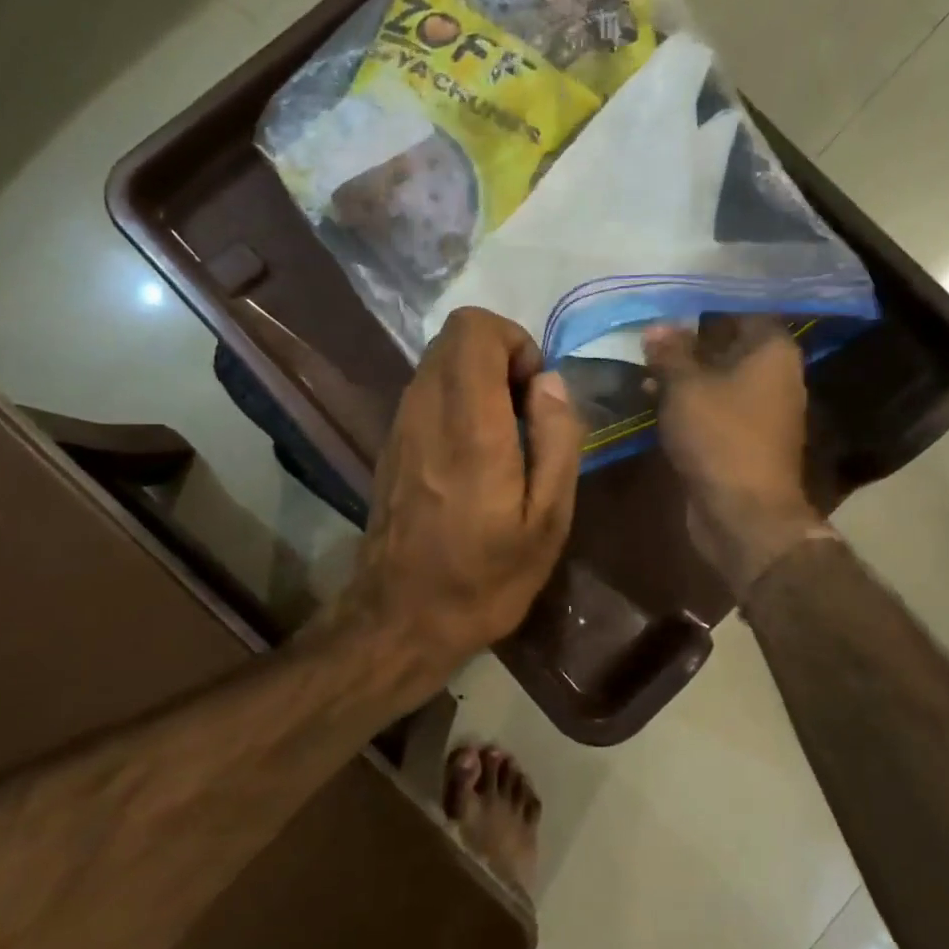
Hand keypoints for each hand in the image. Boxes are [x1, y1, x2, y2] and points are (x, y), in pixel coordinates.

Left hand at [342, 308, 584, 687]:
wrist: (401, 619)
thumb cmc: (485, 578)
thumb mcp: (548, 522)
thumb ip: (557, 440)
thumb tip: (550, 382)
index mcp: (470, 426)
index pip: (474, 329)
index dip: (515, 342)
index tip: (537, 392)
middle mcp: (426, 411)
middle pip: (454, 336)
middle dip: (500, 356)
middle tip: (526, 412)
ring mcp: (400, 426)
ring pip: (438, 362)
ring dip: (478, 379)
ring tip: (505, 436)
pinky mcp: (391, 444)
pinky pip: (426, 392)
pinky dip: (457, 400)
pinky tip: (474, 454)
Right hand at [645, 318, 827, 594]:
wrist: (743, 512)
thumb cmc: (719, 436)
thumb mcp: (685, 387)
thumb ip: (670, 352)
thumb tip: (657, 327)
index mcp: (772, 351)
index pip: (740, 310)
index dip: (702, 306)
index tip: (667, 303)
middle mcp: (774, 374)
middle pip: (727, 344)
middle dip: (687, 341)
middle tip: (647, 335)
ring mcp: (761, 409)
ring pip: (718, 378)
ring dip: (683, 374)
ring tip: (642, 367)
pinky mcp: (744, 437)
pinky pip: (715, 407)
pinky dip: (689, 401)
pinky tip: (653, 399)